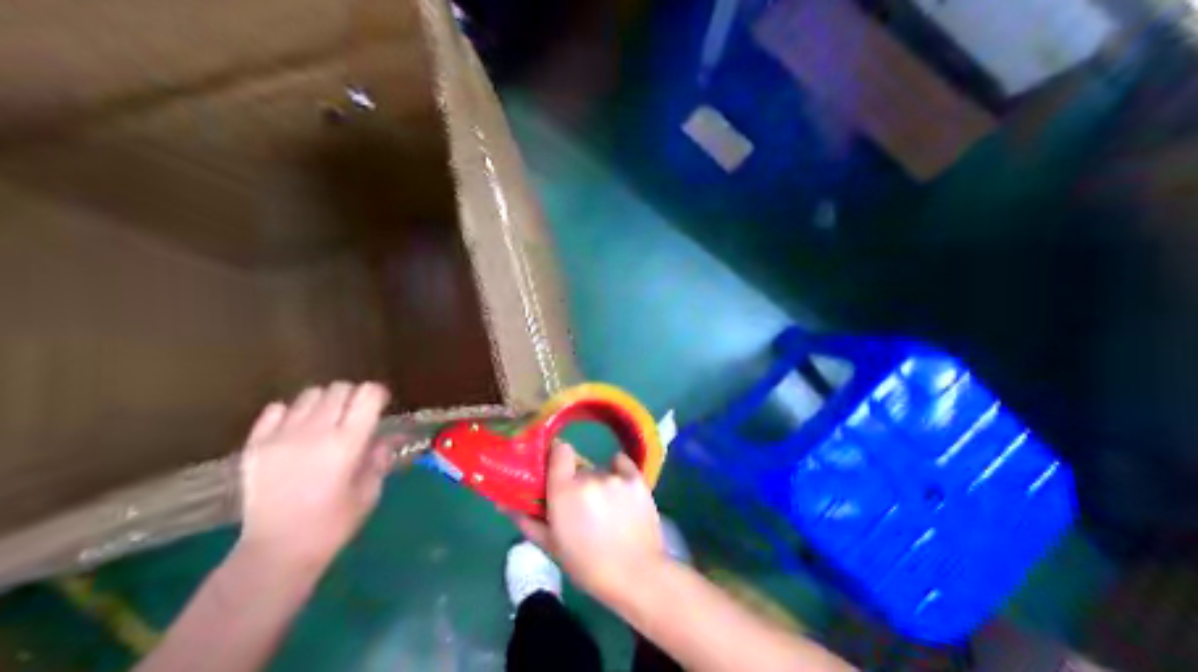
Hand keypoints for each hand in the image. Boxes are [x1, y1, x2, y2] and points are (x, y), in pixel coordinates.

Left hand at [238, 383, 394, 572]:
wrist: (276, 551)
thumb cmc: (332, 526)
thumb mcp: (369, 493)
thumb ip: (378, 458)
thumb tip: (384, 437)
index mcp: (347, 443)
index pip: (367, 394)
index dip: (377, 396)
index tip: (379, 407)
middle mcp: (315, 431)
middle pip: (339, 389)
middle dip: (352, 397)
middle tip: (354, 417)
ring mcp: (281, 435)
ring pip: (310, 395)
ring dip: (323, 403)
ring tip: (324, 424)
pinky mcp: (256, 443)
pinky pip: (277, 409)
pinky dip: (291, 414)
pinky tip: (295, 434)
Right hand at [512, 448, 668, 602]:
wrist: (636, 575)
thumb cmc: (587, 566)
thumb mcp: (551, 546)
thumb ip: (527, 520)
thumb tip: (503, 504)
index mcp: (564, 491)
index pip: (559, 451)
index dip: (556, 459)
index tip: (556, 473)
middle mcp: (589, 477)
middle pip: (579, 468)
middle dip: (577, 483)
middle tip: (581, 508)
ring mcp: (615, 477)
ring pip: (600, 471)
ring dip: (599, 484)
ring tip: (606, 510)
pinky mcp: (637, 479)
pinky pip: (621, 464)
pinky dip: (619, 472)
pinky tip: (620, 492)